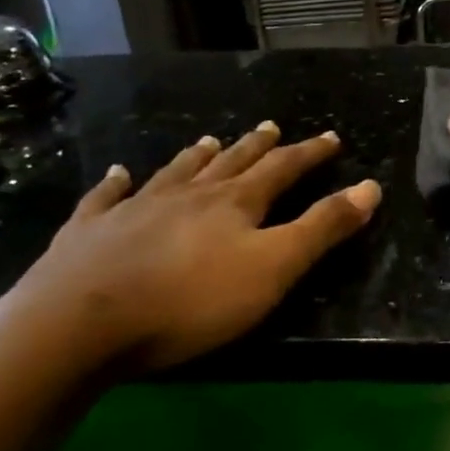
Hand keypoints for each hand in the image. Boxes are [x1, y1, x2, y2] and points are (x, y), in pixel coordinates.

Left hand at [14, 123, 379, 370]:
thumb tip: (370, 187)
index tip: (331, 138)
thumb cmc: (190, 301)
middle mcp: (188, 194)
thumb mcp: (273, 269)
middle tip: (272, 126)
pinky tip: (117, 174)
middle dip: (257, 146)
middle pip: (231, 163)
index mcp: (234, 203)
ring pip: (175, 172)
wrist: (79, 324)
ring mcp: (135, 209)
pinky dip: (115, 184)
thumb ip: (322, 228)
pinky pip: (106, 198)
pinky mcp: (89, 232)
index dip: (309, 153)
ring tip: (210, 140)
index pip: (282, 169)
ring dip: (197, 156)